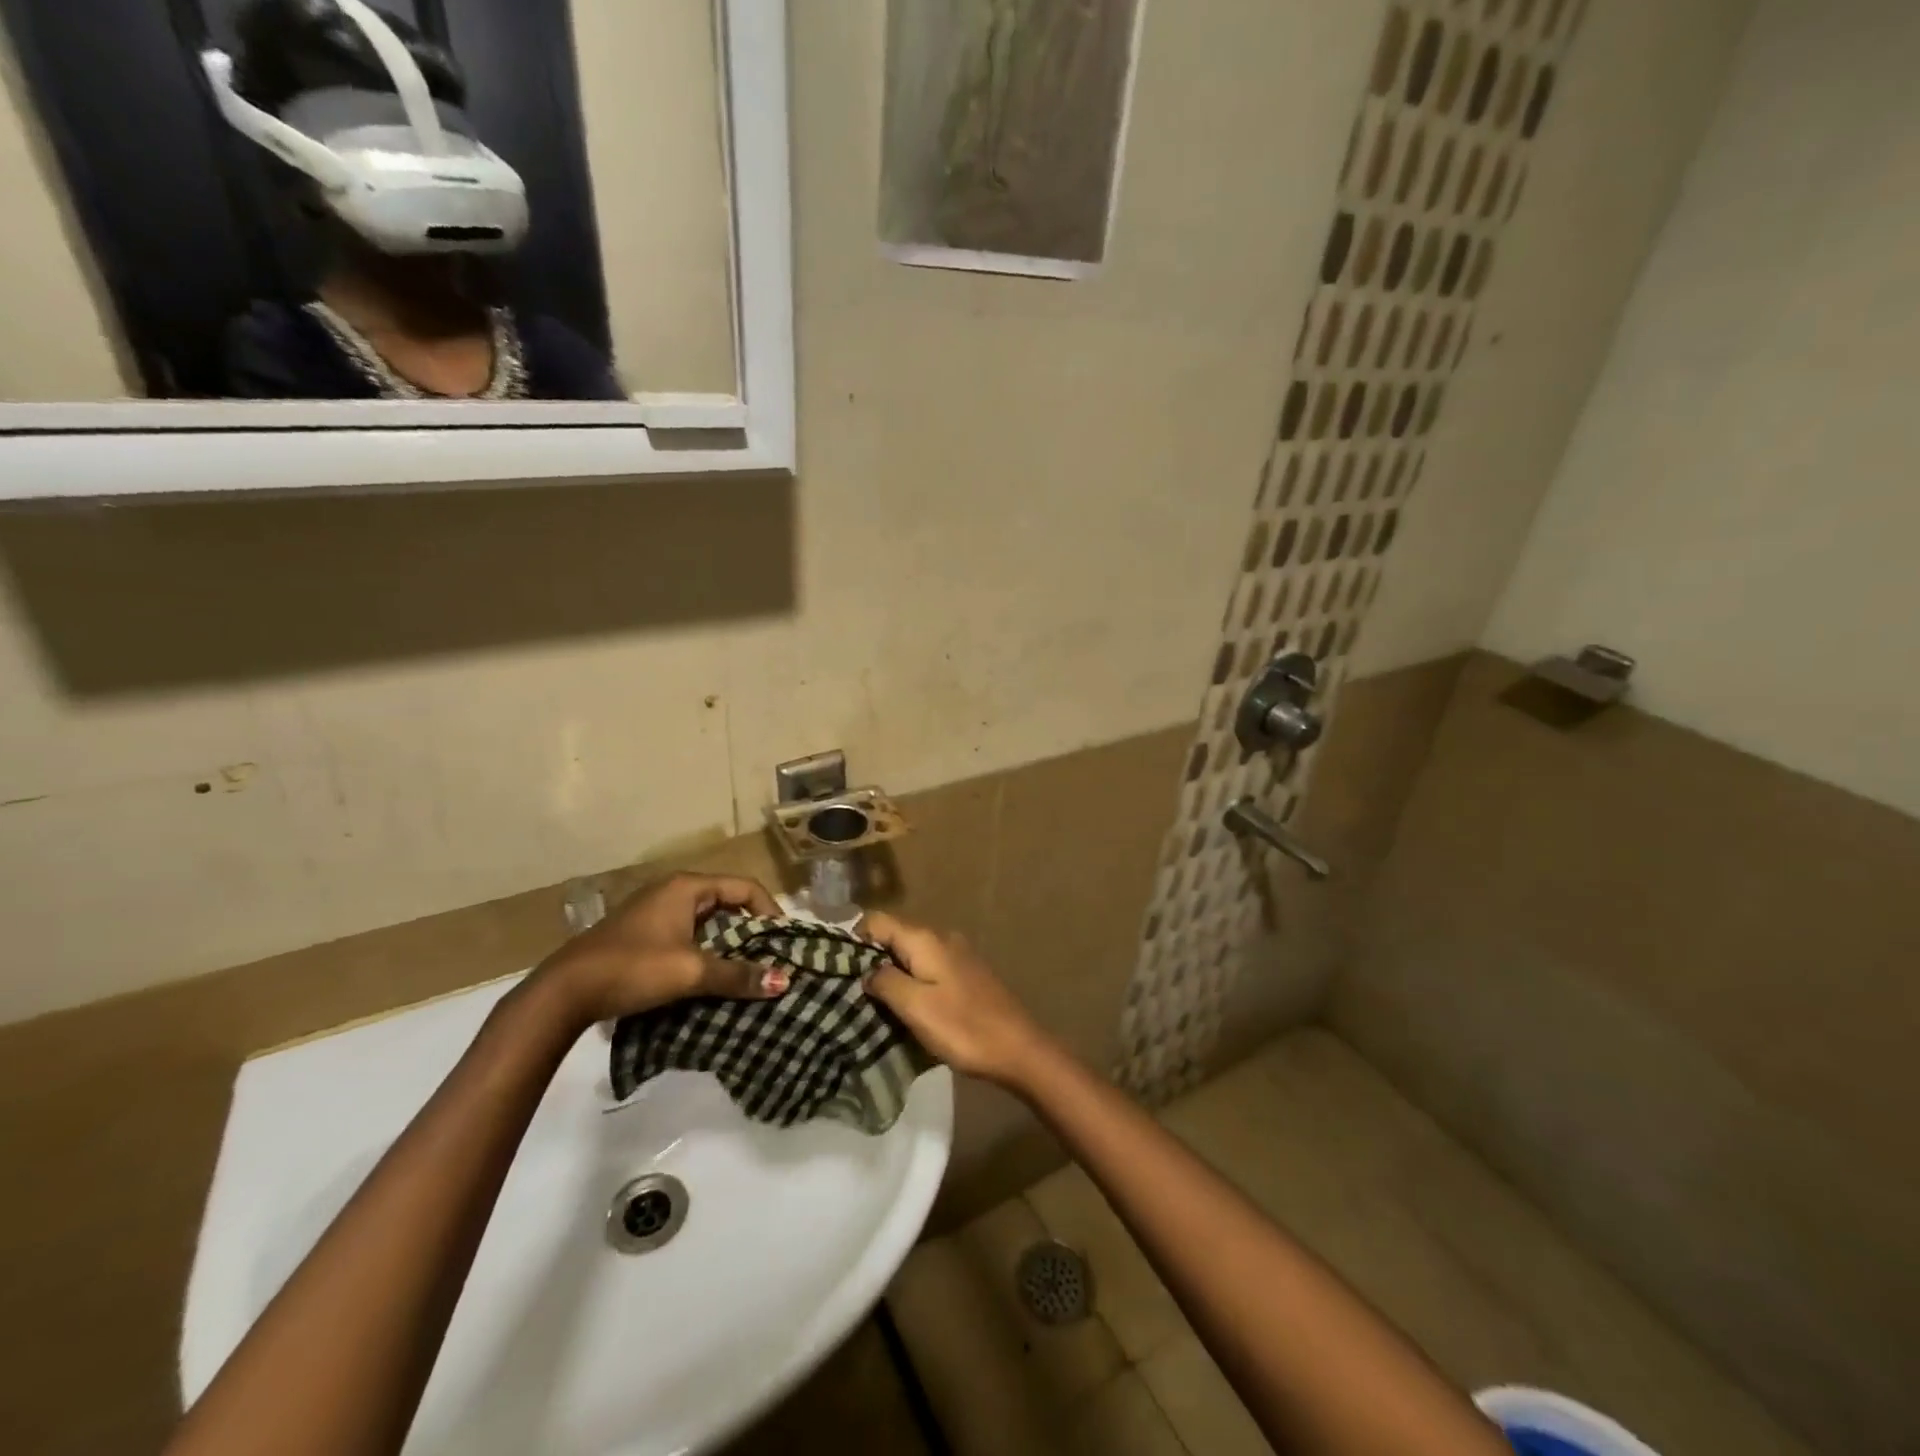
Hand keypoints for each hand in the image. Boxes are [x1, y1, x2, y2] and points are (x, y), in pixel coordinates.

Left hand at [531, 872, 788, 1027]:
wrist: (563, 992)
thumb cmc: (633, 968)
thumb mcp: (691, 971)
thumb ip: (737, 975)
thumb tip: (784, 981)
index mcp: (687, 886)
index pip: (745, 887)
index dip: (770, 911)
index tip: (785, 941)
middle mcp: (672, 891)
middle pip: (726, 902)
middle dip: (751, 929)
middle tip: (771, 956)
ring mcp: (654, 911)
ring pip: (706, 921)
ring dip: (727, 943)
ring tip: (746, 969)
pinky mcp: (641, 934)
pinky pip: (687, 934)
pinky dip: (705, 950)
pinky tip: (710, 975)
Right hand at [862, 912, 1055, 1088]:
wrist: (1018, 1048)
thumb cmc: (963, 1027)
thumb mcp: (916, 1007)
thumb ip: (886, 982)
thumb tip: (867, 970)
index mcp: (925, 939)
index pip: (877, 921)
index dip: (853, 939)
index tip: (835, 968)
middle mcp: (940, 938)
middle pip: (894, 938)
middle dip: (870, 960)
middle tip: (850, 992)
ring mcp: (956, 955)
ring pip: (911, 956)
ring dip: (891, 975)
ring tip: (873, 1005)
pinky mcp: (965, 975)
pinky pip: (927, 970)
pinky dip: (912, 983)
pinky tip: (906, 1009)